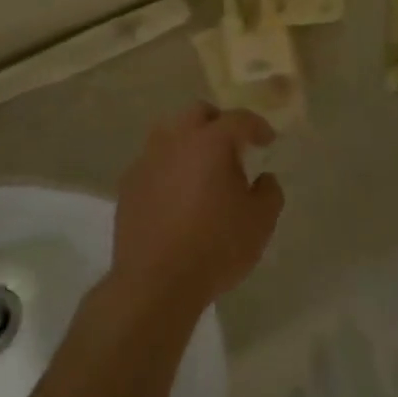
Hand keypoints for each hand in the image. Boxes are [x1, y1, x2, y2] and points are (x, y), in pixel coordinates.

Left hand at [112, 102, 283, 312]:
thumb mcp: (260, 223)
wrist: (155, 283)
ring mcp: (147, 161)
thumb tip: (264, 178)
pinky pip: (153, 162)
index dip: (257, 126)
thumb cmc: (215, 248)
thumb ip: (269, 192)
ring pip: (170, 133)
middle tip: (233, 147)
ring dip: (189, 142)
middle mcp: (175, 141)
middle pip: (197, 113)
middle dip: (218, 123)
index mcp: (210, 142)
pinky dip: (169, 167)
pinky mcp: (128, 185)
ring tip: (203, 169)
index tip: (267, 140)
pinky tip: (177, 193)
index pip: (238, 119)